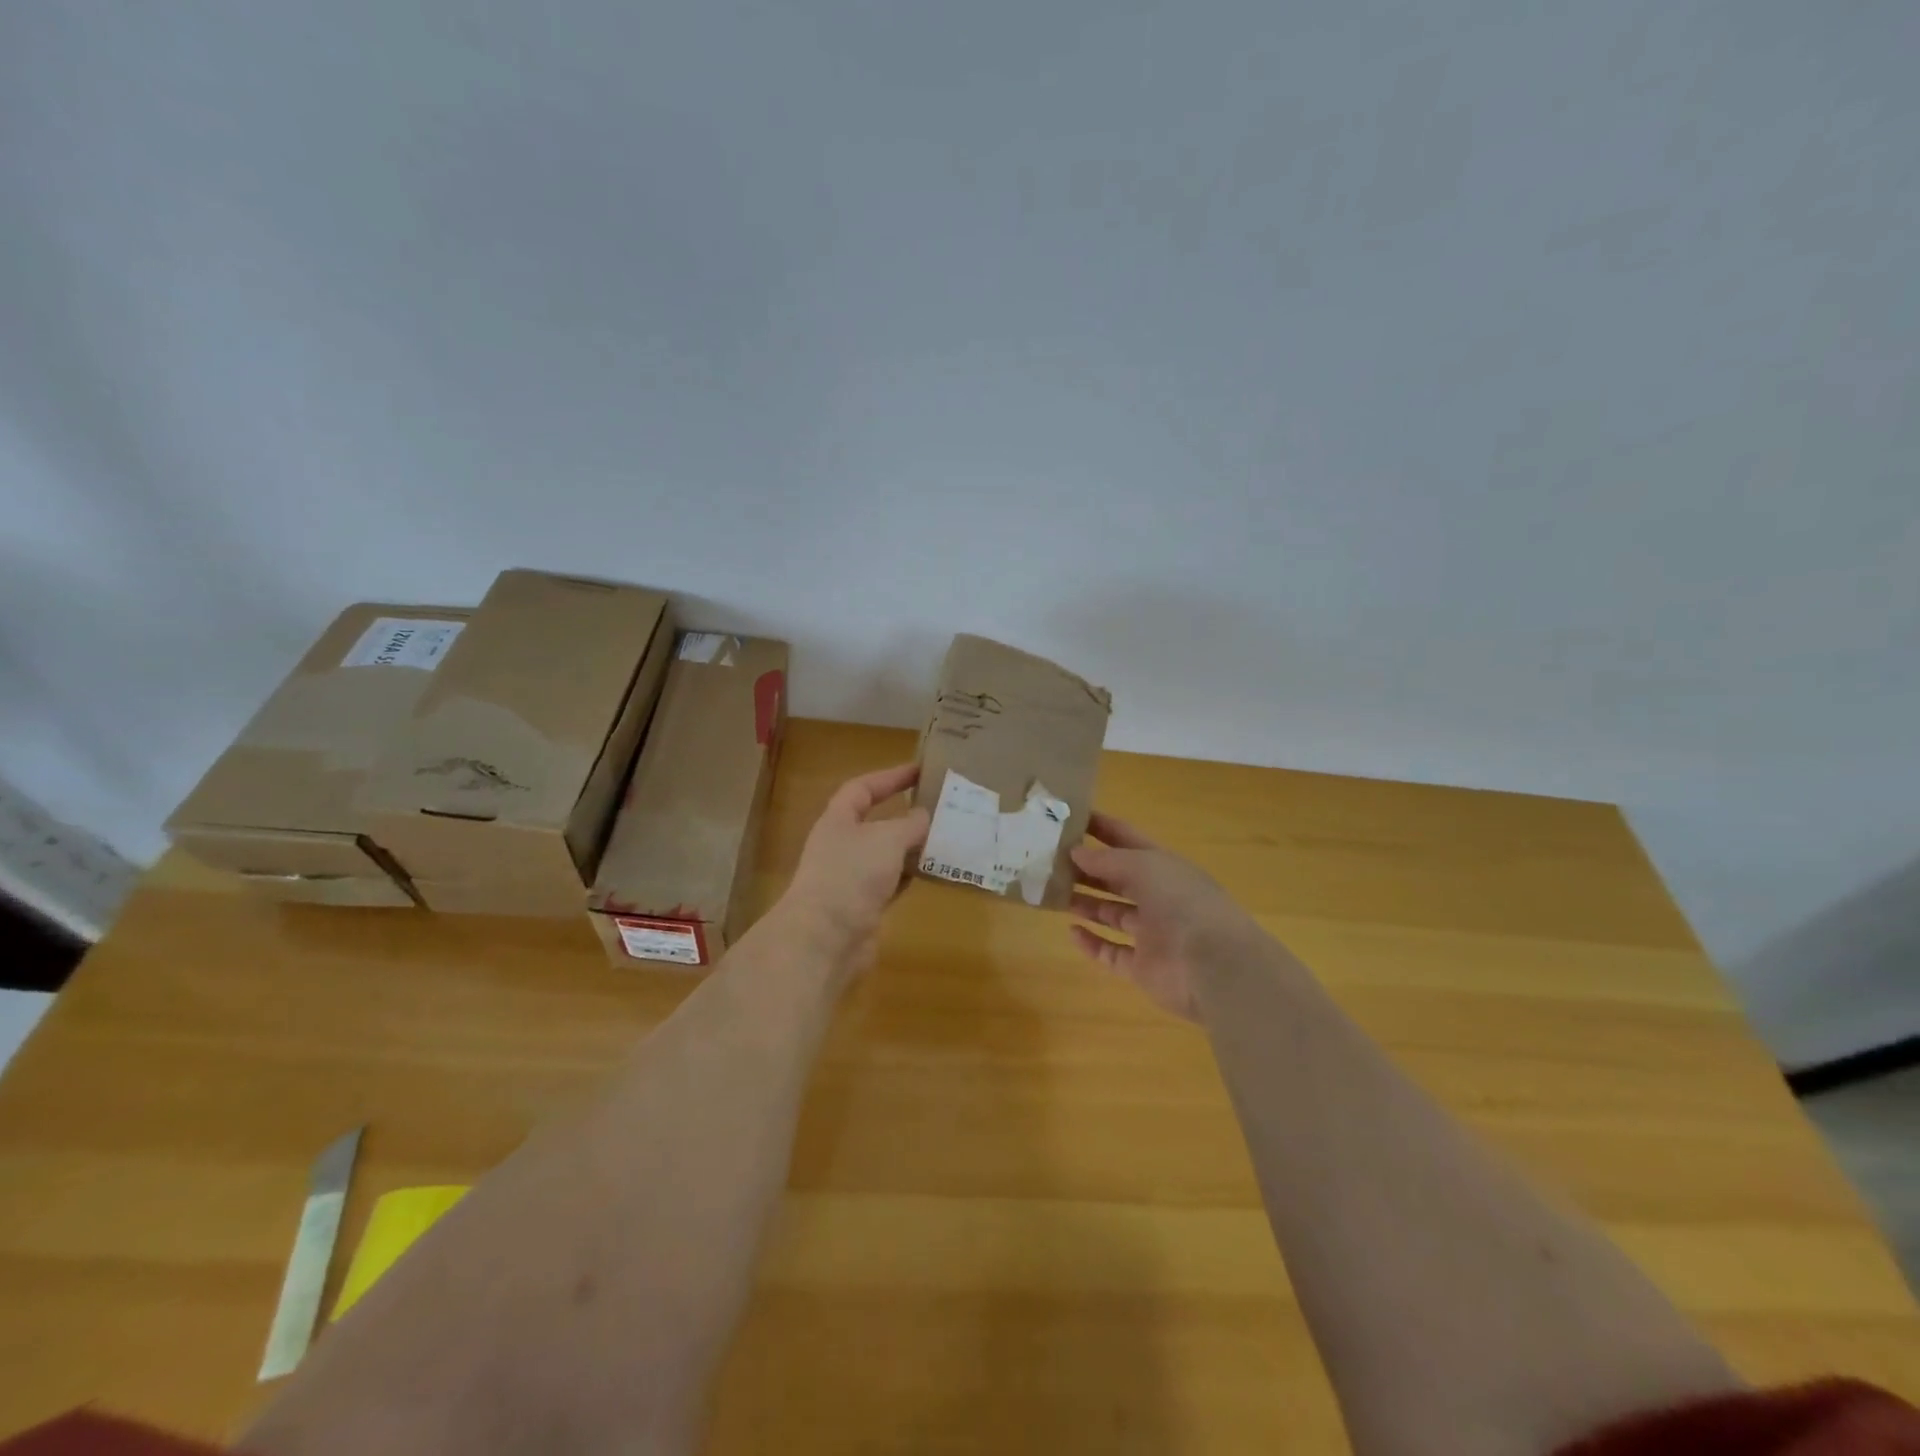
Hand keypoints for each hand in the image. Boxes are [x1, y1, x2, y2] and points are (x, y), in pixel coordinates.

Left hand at [779, 763, 930, 976]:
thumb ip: (910, 824)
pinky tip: (935, 872)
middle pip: (877, 822)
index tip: (920, 770)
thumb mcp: (887, 839)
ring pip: (888, 855)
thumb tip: (925, 816)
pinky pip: (893, 883)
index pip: (863, 788)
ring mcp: (852, 878)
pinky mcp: (864, 906)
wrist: (825, 939)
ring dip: (913, 847)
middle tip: (942, 807)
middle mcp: (842, 845)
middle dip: (907, 814)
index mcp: (838, 820)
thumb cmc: (852, 875)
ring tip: (947, 838)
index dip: (890, 777)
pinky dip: (911, 876)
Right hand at [1068, 813, 1261, 1022]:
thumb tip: (1076, 852)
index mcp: (1164, 867)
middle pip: (1117, 879)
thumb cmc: (1181, 902)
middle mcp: (1159, 898)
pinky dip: (1092, 944)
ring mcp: (1152, 935)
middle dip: (1087, 869)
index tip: (1069, 819)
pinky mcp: (1143, 968)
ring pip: (1112, 915)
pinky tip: (1071, 931)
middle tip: (1050, 861)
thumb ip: (1107, 860)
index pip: (1128, 840)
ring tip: (1054, 893)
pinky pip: (1112, 954)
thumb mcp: (1144, 866)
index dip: (1101, 829)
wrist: (1213, 965)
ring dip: (1085, 904)